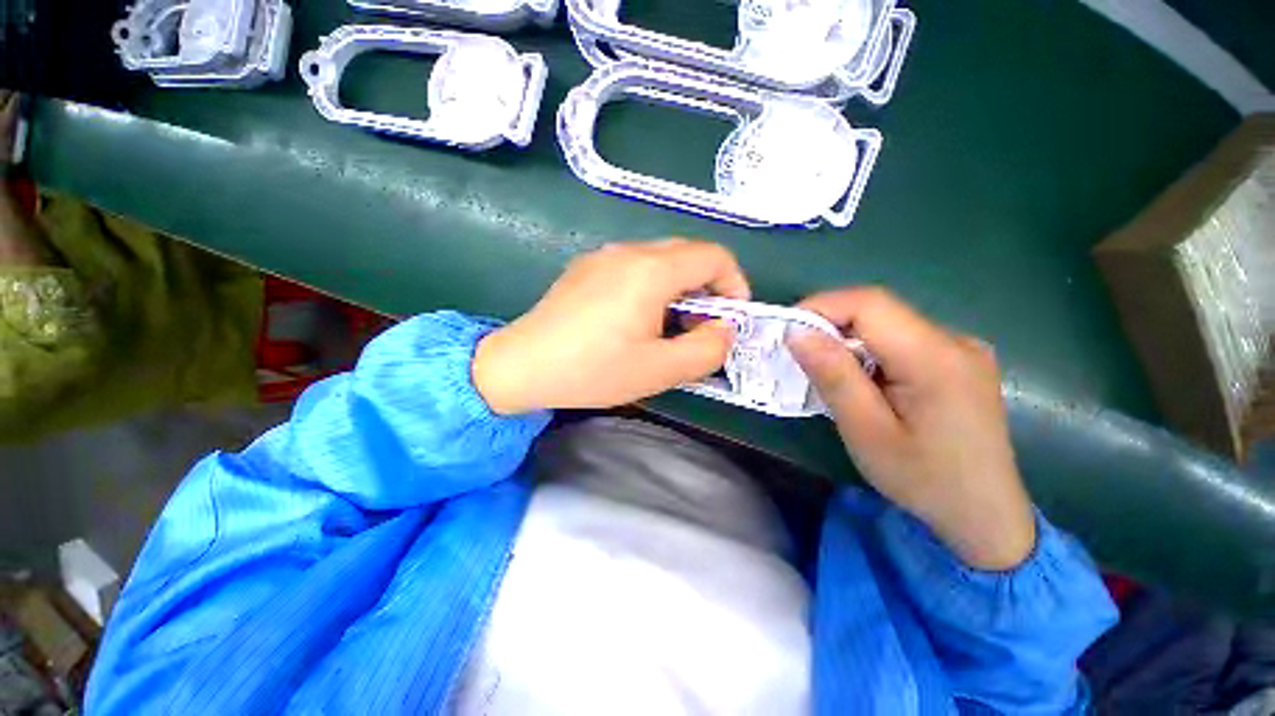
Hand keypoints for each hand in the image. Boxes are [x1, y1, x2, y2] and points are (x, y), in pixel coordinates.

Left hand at [473, 239, 748, 414]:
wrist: (521, 366)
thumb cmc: (593, 370)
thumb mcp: (660, 370)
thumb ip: (707, 349)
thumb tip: (724, 328)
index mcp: (650, 270)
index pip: (714, 256)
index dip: (734, 284)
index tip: (731, 319)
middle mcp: (628, 251)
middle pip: (688, 254)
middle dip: (707, 289)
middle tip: (701, 329)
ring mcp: (603, 256)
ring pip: (661, 261)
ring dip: (679, 290)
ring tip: (669, 329)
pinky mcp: (587, 268)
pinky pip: (634, 268)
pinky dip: (652, 288)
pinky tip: (636, 321)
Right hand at [789, 288, 1034, 569]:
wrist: (986, 515)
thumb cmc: (923, 479)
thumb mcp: (866, 431)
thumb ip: (833, 376)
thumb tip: (797, 333)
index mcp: (936, 357)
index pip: (870, 303)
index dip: (821, 306)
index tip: (786, 330)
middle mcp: (955, 340)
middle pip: (879, 310)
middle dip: (830, 324)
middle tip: (797, 353)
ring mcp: (962, 349)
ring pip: (888, 324)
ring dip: (848, 339)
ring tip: (824, 370)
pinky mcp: (959, 361)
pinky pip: (902, 340)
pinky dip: (869, 350)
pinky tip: (861, 379)